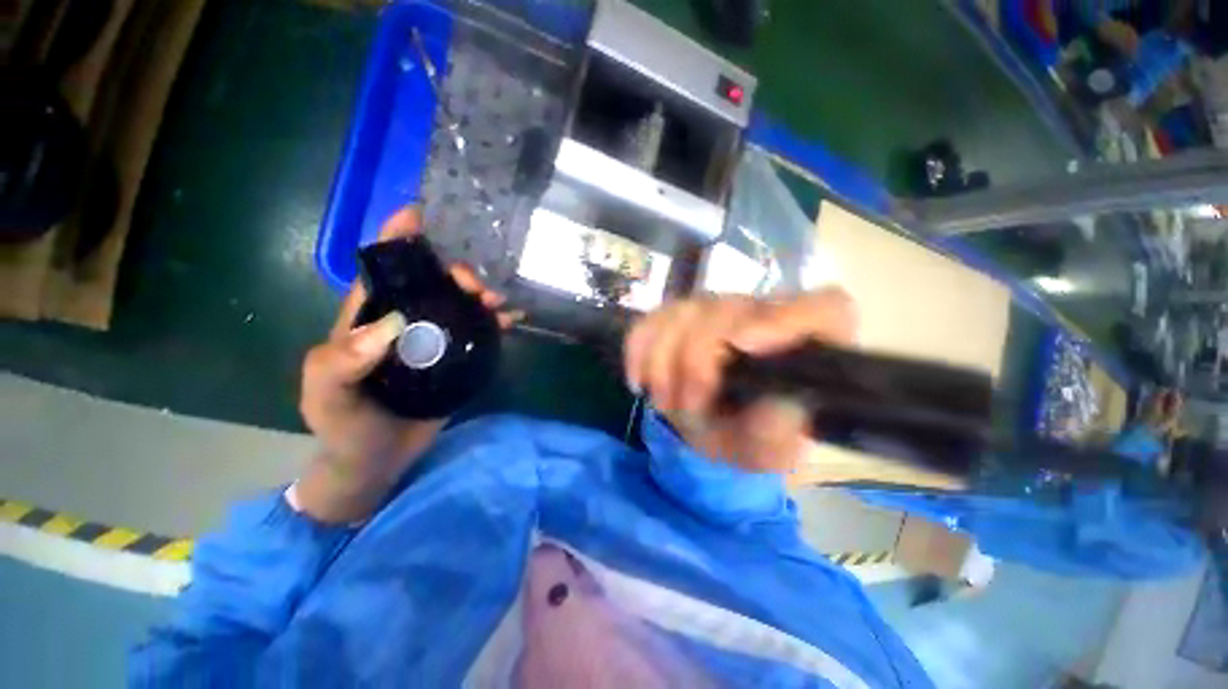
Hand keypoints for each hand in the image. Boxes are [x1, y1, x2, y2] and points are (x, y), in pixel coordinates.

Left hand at [296, 207, 520, 521]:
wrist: (377, 460)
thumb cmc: (344, 425)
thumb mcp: (327, 395)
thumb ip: (343, 361)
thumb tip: (389, 326)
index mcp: (368, 317)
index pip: (383, 267)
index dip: (399, 237)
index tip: (422, 213)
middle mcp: (405, 321)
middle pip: (433, 282)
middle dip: (456, 271)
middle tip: (477, 285)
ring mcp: (435, 339)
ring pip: (461, 304)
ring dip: (481, 296)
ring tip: (500, 303)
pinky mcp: (456, 358)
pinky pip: (479, 332)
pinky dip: (496, 323)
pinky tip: (513, 321)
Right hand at [624, 290, 856, 473]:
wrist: (714, 425)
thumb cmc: (749, 435)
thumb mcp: (768, 452)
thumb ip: (778, 436)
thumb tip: (779, 405)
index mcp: (808, 344)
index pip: (825, 308)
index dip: (785, 318)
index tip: (743, 345)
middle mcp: (763, 313)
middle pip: (727, 311)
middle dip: (696, 363)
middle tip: (686, 408)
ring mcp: (717, 308)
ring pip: (682, 312)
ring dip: (664, 363)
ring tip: (665, 403)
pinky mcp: (679, 314)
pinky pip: (651, 320)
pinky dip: (639, 351)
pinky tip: (640, 382)